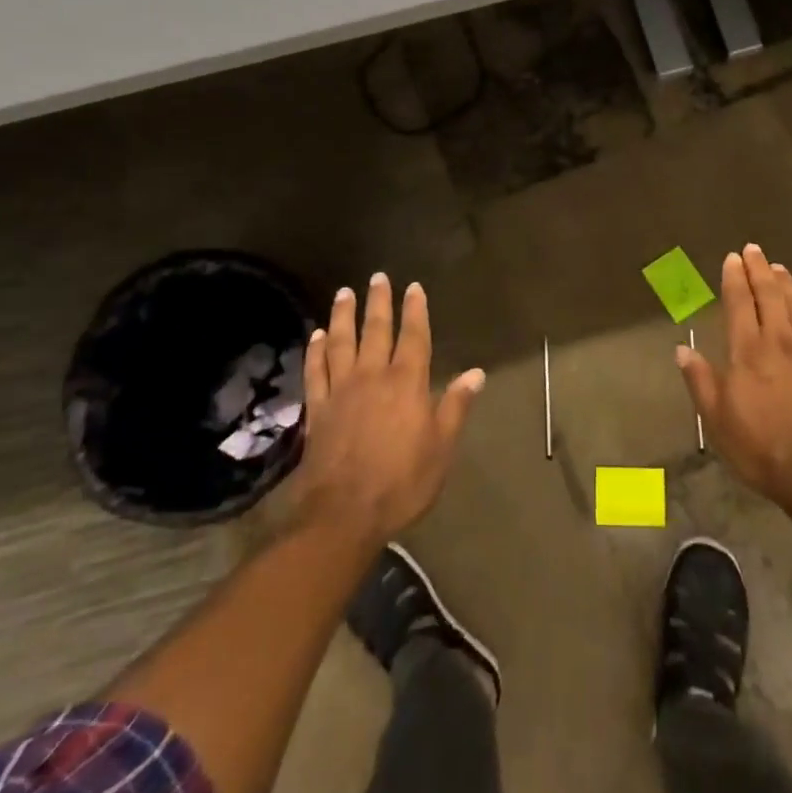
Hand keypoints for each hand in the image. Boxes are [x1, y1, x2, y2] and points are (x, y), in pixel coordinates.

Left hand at [296, 274, 484, 544]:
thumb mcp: (441, 448)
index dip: (415, 310)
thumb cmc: (402, 482)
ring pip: (341, 342)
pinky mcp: (317, 408)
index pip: (414, 337)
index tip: (414, 287)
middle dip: (379, 302)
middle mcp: (373, 376)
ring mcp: (341, 390)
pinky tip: (316, 336)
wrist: (344, 514)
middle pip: (376, 330)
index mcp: (407, 383)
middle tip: (377, 277)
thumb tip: (476, 373)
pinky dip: (315, 350)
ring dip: (343, 315)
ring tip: (344, 293)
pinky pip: (315, 370)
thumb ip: (456, 406)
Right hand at [677, 245, 791, 518]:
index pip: (740, 303)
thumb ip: (700, 381)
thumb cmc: (762, 449)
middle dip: (759, 270)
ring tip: (778, 267)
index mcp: (749, 351)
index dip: (734, 278)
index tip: (732, 259)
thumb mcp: (718, 421)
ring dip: (786, 283)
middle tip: (753, 250)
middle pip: (770, 295)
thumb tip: (681, 350)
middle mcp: (780, 340)